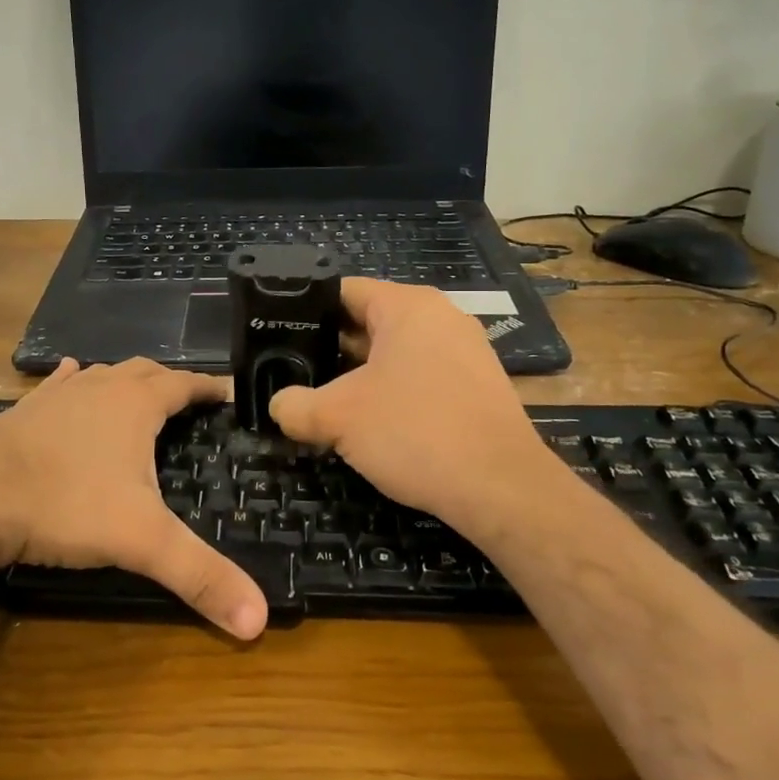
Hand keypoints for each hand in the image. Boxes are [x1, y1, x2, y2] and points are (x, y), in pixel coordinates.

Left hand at [0, 359, 267, 639]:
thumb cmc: (64, 506)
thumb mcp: (141, 542)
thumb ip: (200, 576)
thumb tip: (258, 622)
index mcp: (134, 404)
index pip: (184, 384)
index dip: (209, 387)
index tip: (228, 392)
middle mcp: (98, 389)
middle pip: (144, 371)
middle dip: (170, 381)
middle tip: (189, 400)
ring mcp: (56, 396)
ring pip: (101, 374)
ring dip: (125, 380)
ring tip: (139, 392)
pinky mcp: (23, 411)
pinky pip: (57, 385)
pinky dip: (74, 382)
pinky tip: (72, 378)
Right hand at [268, 280, 563, 538]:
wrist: (502, 488)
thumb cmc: (416, 432)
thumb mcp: (338, 417)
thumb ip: (295, 406)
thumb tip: (277, 406)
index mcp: (408, 306)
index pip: (343, 291)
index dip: (304, 311)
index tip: (276, 336)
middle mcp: (440, 317)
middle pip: (368, 321)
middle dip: (329, 348)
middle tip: (291, 373)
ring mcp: (464, 351)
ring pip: (394, 353)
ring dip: (358, 375)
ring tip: (322, 400)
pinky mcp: (476, 386)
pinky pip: (420, 377)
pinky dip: (391, 392)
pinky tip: (370, 423)